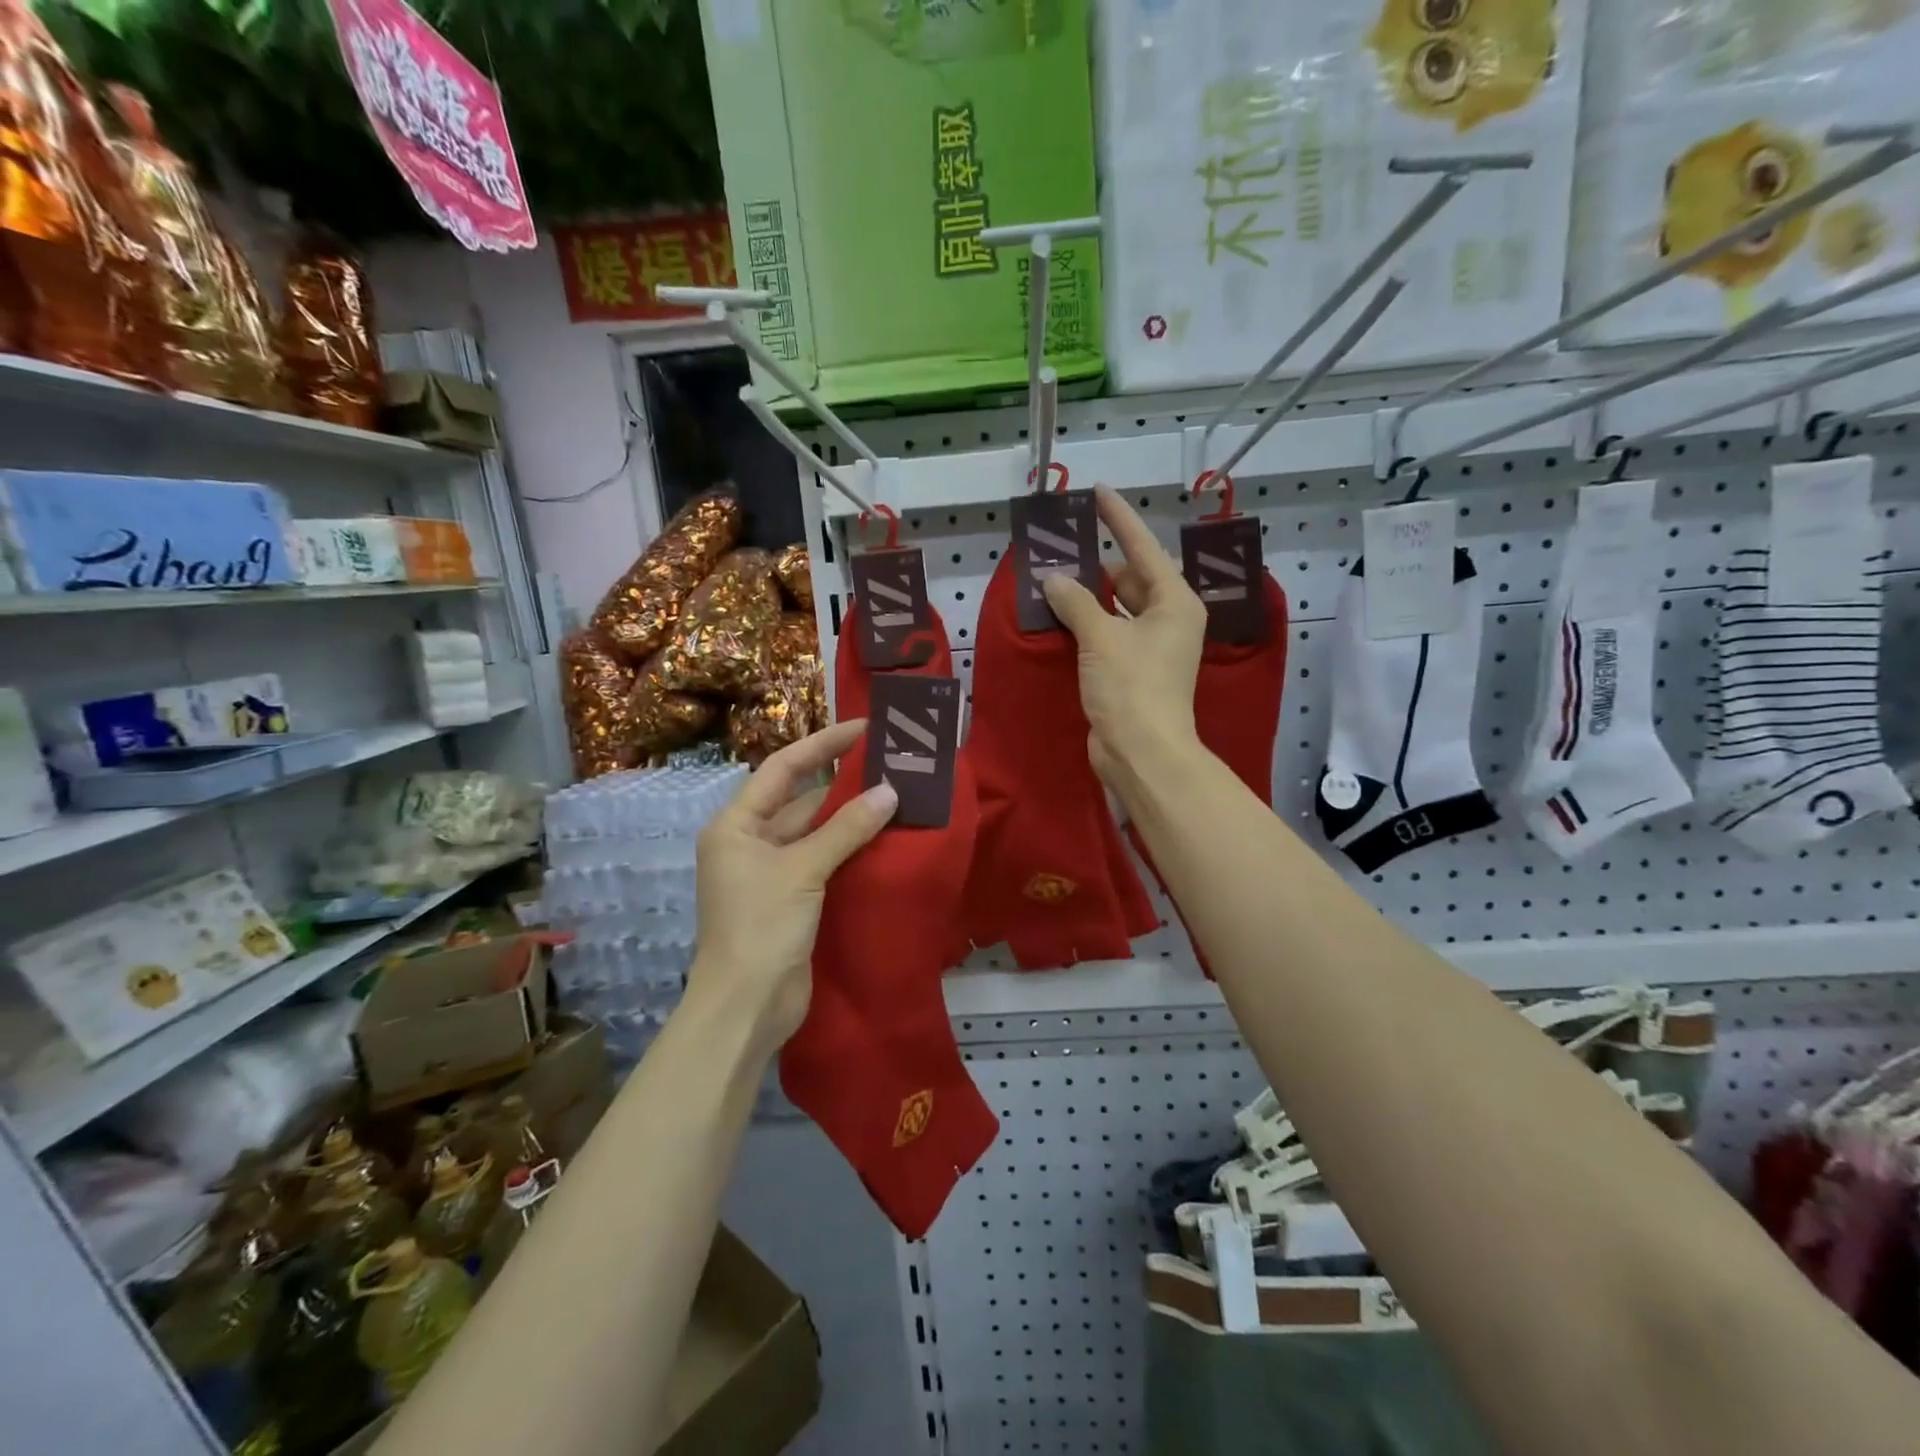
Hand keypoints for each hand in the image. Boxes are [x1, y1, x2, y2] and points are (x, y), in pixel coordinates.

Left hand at [689, 721, 897, 1054]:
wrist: (746, 1008)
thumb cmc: (761, 927)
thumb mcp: (802, 870)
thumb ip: (846, 829)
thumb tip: (890, 792)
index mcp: (736, 825)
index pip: (782, 768)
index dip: (823, 744)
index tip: (863, 728)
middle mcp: (750, 842)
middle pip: (801, 799)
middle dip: (843, 782)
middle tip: (891, 762)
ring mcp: (771, 873)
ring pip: (816, 832)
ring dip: (851, 817)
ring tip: (898, 794)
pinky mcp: (792, 899)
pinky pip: (824, 861)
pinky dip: (851, 849)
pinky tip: (885, 838)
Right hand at [1042, 486, 1206, 784]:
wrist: (1141, 752)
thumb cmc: (1131, 687)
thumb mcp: (1100, 637)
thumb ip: (1075, 601)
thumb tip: (1053, 579)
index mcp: (1174, 602)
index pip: (1144, 548)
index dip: (1119, 519)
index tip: (1098, 492)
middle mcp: (1168, 620)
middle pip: (1131, 578)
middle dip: (1098, 564)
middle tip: (1062, 545)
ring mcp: (1151, 647)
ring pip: (1118, 608)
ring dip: (1090, 596)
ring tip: (1054, 577)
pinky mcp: (1133, 671)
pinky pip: (1108, 633)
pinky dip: (1088, 623)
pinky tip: (1060, 615)